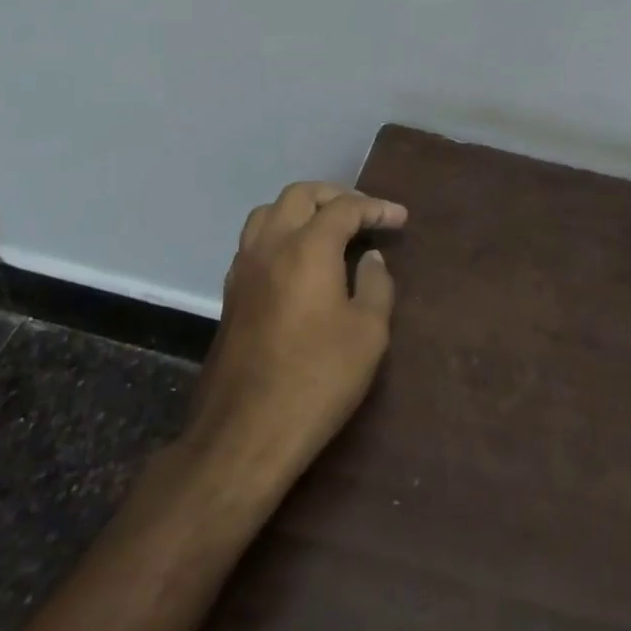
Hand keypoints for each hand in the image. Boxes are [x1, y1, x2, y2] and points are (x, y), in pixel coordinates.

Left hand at [185, 182, 406, 480]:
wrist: (244, 435)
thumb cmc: (316, 380)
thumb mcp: (368, 334)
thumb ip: (375, 285)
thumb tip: (370, 258)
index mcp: (307, 248)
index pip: (345, 208)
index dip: (376, 208)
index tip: (400, 219)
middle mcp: (270, 246)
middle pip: (300, 196)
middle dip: (335, 196)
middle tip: (363, 214)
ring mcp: (244, 269)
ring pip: (268, 213)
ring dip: (301, 209)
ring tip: (327, 228)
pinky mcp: (230, 294)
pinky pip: (254, 241)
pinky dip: (279, 233)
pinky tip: (297, 260)